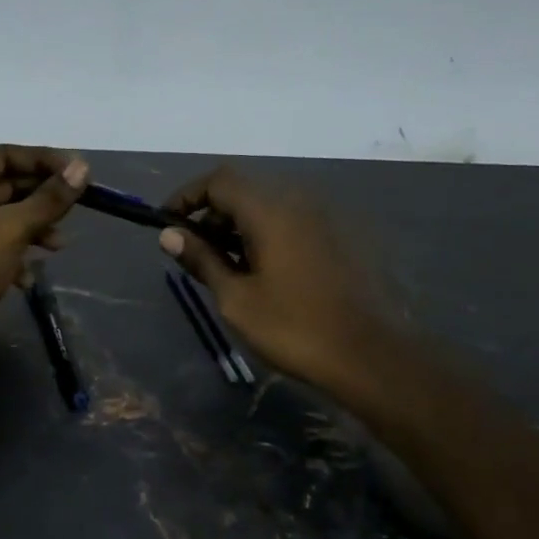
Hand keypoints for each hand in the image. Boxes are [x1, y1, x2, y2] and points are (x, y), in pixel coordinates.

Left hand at [0, 145, 88, 388]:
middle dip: (43, 199)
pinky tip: (29, 278)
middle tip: (77, 211)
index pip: (6, 155)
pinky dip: (16, 258)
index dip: (45, 161)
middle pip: (8, 187)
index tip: (81, 173)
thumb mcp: (11, 228)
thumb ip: (49, 199)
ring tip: (59, 247)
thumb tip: (82, 167)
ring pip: (5, 220)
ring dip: (34, 230)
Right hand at [158, 166, 409, 409]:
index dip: (187, 196)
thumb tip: (169, 234)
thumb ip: (202, 260)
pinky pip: (291, 223)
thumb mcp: (236, 298)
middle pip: (243, 191)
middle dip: (211, 215)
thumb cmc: (294, 328)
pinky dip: (265, 236)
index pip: (219, 181)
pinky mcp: (339, 240)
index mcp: (271, 211)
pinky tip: (260, 273)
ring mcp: (323, 220)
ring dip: (237, 227)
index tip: (167, 223)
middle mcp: (299, 203)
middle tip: (193, 253)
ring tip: (224, 268)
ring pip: (268, 208)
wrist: (371, 357)